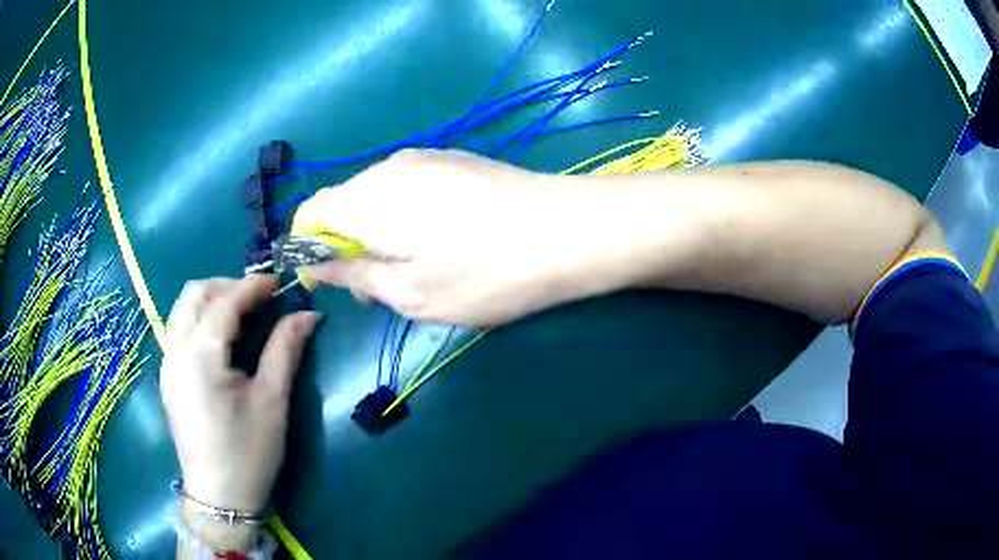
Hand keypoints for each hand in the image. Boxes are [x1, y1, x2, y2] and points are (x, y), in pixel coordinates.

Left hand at [160, 275, 319, 515]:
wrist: (218, 497)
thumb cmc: (248, 453)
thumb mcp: (272, 402)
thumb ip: (285, 350)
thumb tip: (307, 314)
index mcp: (200, 355)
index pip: (225, 300)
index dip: (254, 285)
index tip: (281, 282)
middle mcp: (176, 350)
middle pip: (194, 293)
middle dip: (227, 286)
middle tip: (259, 301)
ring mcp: (167, 364)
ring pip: (182, 309)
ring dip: (211, 301)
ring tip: (242, 318)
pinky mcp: (168, 378)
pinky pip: (179, 330)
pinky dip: (200, 321)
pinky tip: (221, 344)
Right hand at [293, 149, 606, 325]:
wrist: (570, 230)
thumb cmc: (486, 273)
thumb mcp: (412, 293)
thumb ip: (356, 274)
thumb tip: (318, 265)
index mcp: (367, 198)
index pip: (311, 214)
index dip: (308, 249)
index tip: (330, 283)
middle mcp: (389, 167)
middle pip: (343, 204)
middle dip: (347, 246)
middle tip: (380, 289)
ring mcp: (426, 158)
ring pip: (377, 197)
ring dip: (378, 233)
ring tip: (415, 270)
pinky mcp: (455, 160)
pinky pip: (408, 188)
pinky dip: (405, 217)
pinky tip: (442, 241)